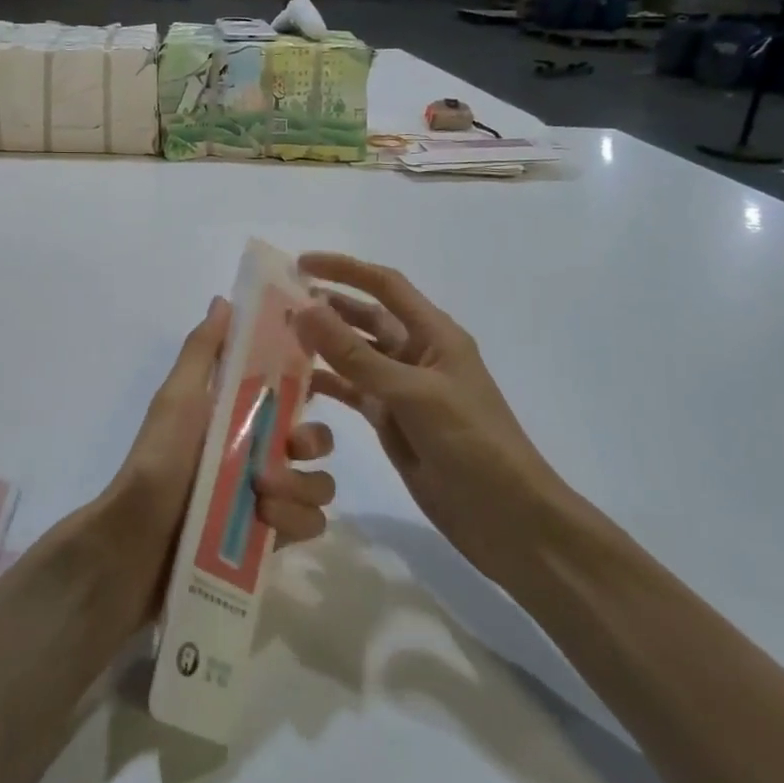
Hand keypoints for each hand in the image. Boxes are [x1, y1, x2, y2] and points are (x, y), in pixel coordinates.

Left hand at [105, 297, 335, 596]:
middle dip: (312, 441)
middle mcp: (257, 453)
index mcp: (237, 416)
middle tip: (290, 448)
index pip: (289, 392)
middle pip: (316, 440)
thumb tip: (224, 300)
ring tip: (263, 495)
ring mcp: (266, 498)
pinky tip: (265, 522)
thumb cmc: (157, 461)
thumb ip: (202, 351)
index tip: (316, 382)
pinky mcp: (270, 540)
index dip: (309, 384)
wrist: (134, 543)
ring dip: (301, 486)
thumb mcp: (177, 399)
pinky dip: (295, 521)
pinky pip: (311, 524)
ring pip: (319, 484)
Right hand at [294, 254, 566, 581]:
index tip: (300, 265)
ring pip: (353, 356)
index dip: (345, 270)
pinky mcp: (390, 421)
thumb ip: (356, 355)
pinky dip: (325, 384)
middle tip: (278, 304)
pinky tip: (293, 384)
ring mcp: (401, 389)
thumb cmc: (472, 443)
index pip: (385, 286)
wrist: (506, 517)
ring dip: (321, 345)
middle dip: (327, 306)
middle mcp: (416, 354)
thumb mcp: (412, 394)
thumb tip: (304, 310)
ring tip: (277, 339)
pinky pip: (351, 391)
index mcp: (434, 335)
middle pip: (366, 318)